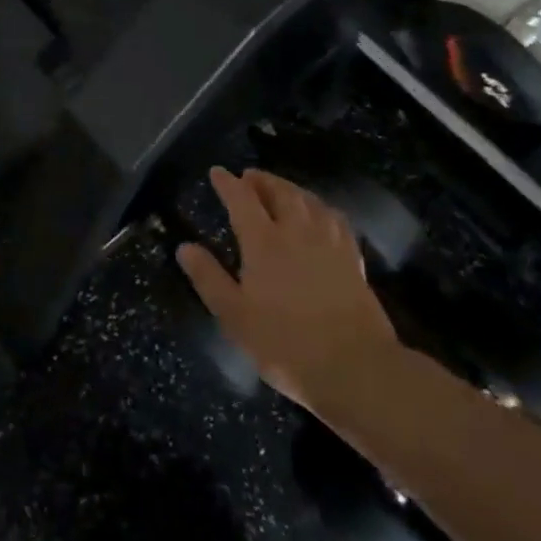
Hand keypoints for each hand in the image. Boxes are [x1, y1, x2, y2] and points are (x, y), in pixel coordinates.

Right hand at [179, 167, 399, 403]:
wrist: (355, 368)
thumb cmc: (285, 343)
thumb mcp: (234, 315)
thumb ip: (208, 277)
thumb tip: (184, 247)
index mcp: (264, 242)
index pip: (242, 200)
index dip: (228, 183)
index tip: (217, 172)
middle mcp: (297, 232)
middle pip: (280, 192)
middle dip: (262, 180)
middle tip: (249, 176)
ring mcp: (329, 244)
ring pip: (310, 201)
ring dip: (292, 189)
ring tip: (282, 189)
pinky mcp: (353, 260)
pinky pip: (336, 220)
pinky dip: (321, 208)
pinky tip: (321, 215)